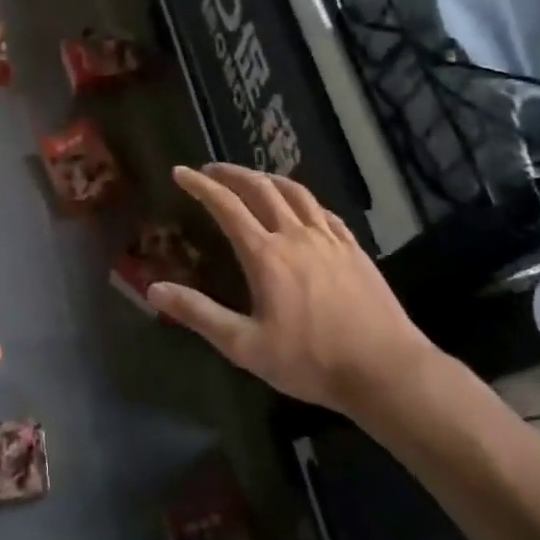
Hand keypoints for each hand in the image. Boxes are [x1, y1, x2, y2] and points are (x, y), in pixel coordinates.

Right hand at [151, 164, 435, 414]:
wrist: (385, 370)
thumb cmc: (310, 361)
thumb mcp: (245, 346)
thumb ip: (199, 314)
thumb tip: (154, 289)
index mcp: (266, 255)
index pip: (226, 206)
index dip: (201, 186)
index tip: (181, 172)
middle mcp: (296, 236)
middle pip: (260, 189)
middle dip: (232, 173)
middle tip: (211, 169)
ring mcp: (330, 239)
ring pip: (295, 193)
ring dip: (267, 178)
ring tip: (251, 177)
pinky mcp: (354, 249)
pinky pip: (324, 211)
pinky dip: (303, 200)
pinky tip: (301, 207)